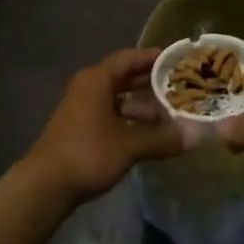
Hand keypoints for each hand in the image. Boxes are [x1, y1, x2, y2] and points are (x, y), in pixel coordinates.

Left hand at [23, 48, 189, 203]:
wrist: (46, 185)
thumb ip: (162, 138)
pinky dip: (128, 119)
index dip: (153, 57)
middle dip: (150, 82)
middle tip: (178, 85)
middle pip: (123, 77)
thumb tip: (197, 136)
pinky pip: (109, 114)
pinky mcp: (79, 128)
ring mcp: (81, 109)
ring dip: (140, 105)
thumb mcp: (129, 145)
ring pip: (116, 99)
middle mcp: (88, 88)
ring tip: (168, 115)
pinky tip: (147, 135)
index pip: (129, 58)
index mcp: (97, 80)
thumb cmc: (88, 153)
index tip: (176, 59)